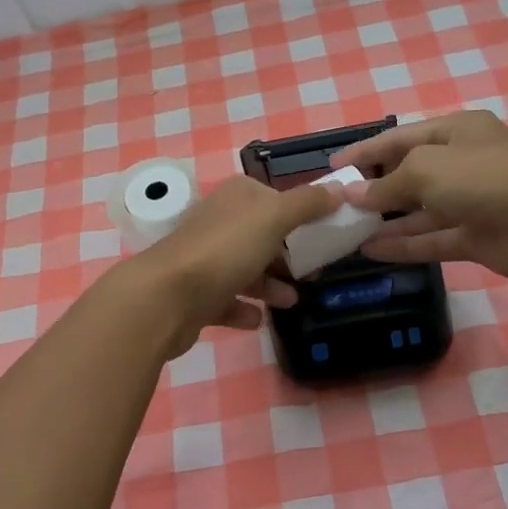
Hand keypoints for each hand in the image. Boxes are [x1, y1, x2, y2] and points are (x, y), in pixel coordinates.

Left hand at [116, 175, 341, 358]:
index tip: (326, 234)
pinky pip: (226, 301)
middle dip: (288, 254)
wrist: (167, 297)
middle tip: (315, 273)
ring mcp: (204, 259)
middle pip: (261, 236)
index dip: (300, 214)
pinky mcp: (195, 295)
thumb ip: (308, 203)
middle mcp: (218, 223)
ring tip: (291, 301)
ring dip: (270, 285)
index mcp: (236, 198)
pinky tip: (258, 319)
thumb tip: (340, 188)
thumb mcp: (274, 217)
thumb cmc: (225, 250)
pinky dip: (244, 309)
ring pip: (245, 269)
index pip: (273, 199)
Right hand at [329, 111, 507, 281]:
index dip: (365, 152)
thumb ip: (386, 184)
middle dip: (375, 189)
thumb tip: (353, 196)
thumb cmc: (483, 177)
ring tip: (348, 232)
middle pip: (409, 174)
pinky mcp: (475, 237)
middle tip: (338, 206)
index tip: (333, 169)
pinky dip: (404, 244)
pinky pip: (432, 239)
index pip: (399, 138)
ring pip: (419, 211)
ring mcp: (470, 202)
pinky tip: (372, 251)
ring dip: (386, 221)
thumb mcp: (425, 169)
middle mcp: (462, 163)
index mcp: (454, 132)